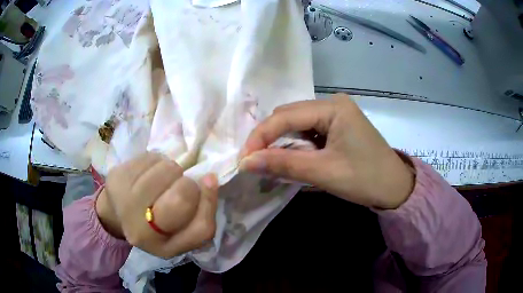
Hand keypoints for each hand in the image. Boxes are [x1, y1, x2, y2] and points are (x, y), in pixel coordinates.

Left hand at [96, 152, 218, 258]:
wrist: (116, 213)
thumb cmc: (154, 226)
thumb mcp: (181, 234)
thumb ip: (201, 216)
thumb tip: (211, 178)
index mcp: (163, 246)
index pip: (200, 227)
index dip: (209, 201)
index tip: (210, 180)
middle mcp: (142, 229)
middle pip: (181, 196)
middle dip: (186, 182)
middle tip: (177, 184)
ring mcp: (126, 201)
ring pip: (166, 170)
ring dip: (171, 169)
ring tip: (162, 179)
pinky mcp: (117, 176)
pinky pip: (150, 157)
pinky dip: (157, 160)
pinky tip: (149, 171)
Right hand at [239, 94, 414, 209]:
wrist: (396, 189)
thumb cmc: (366, 179)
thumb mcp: (323, 172)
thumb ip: (283, 164)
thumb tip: (246, 162)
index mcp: (333, 107)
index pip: (286, 116)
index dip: (261, 136)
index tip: (244, 159)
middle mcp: (333, 105)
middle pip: (290, 116)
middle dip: (268, 138)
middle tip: (253, 161)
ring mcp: (336, 115)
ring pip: (297, 125)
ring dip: (281, 143)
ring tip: (268, 162)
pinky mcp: (337, 128)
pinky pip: (308, 133)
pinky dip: (295, 146)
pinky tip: (289, 159)